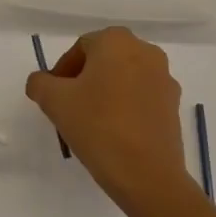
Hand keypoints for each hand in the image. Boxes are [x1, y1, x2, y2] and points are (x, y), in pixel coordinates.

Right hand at [27, 28, 191, 213]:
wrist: (148, 176)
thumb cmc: (98, 127)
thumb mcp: (55, 102)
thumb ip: (40, 84)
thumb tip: (41, 82)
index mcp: (116, 40)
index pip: (80, 48)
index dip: (62, 72)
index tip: (54, 97)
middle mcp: (145, 51)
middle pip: (104, 61)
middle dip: (84, 81)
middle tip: (69, 108)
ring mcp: (164, 78)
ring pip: (124, 78)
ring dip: (106, 93)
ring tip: (92, 123)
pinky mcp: (174, 105)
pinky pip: (142, 97)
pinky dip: (126, 107)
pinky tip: (114, 133)